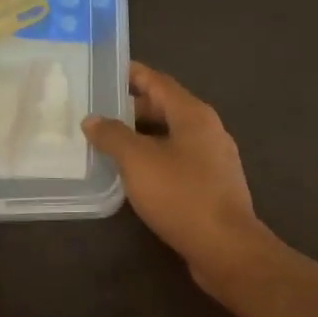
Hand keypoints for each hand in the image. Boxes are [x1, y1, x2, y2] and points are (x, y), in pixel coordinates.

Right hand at [83, 62, 272, 290]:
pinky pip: (178, 160)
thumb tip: (92, 119)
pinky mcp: (212, 185)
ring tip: (109, 142)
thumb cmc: (181, 195)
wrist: (225, 246)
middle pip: (166, 108)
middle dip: (133, 108)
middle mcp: (208, 130)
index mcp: (194, 115)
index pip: (159, 82)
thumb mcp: (138, 161)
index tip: (106, 70)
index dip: (133, 74)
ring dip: (142, 136)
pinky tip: (134, 174)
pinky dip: (155, 158)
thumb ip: (113, 136)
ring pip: (172, 136)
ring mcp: (213, 159)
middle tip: (99, 111)